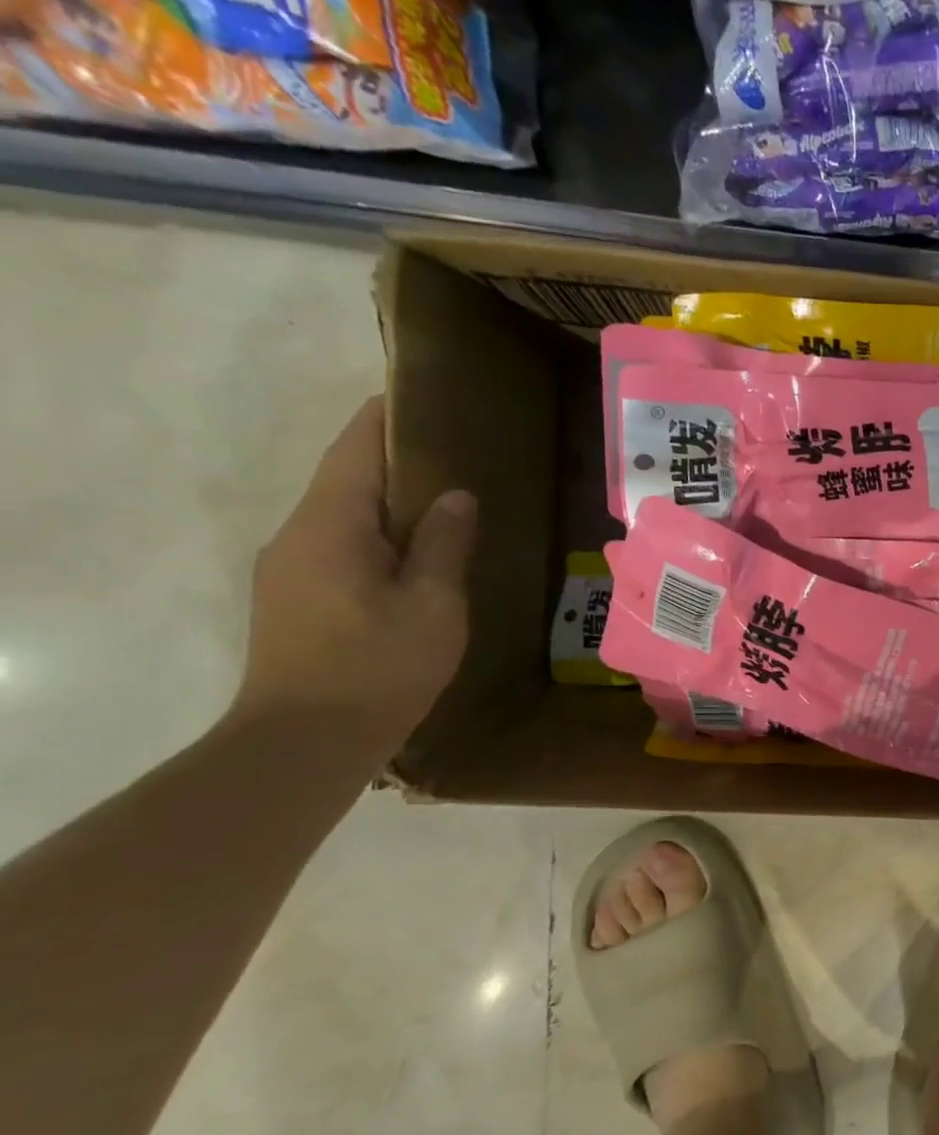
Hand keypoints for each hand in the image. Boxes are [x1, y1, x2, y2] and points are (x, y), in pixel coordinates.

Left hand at [230, 397, 477, 754]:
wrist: (306, 740)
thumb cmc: (379, 666)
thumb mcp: (432, 604)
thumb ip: (443, 544)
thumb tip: (454, 495)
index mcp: (329, 526)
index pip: (354, 452)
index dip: (383, 419)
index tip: (416, 395)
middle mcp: (297, 536)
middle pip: (345, 481)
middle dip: (392, 461)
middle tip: (451, 452)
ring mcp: (289, 569)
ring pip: (342, 518)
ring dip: (387, 504)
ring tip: (443, 503)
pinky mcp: (294, 599)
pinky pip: (338, 548)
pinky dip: (377, 537)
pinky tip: (414, 555)